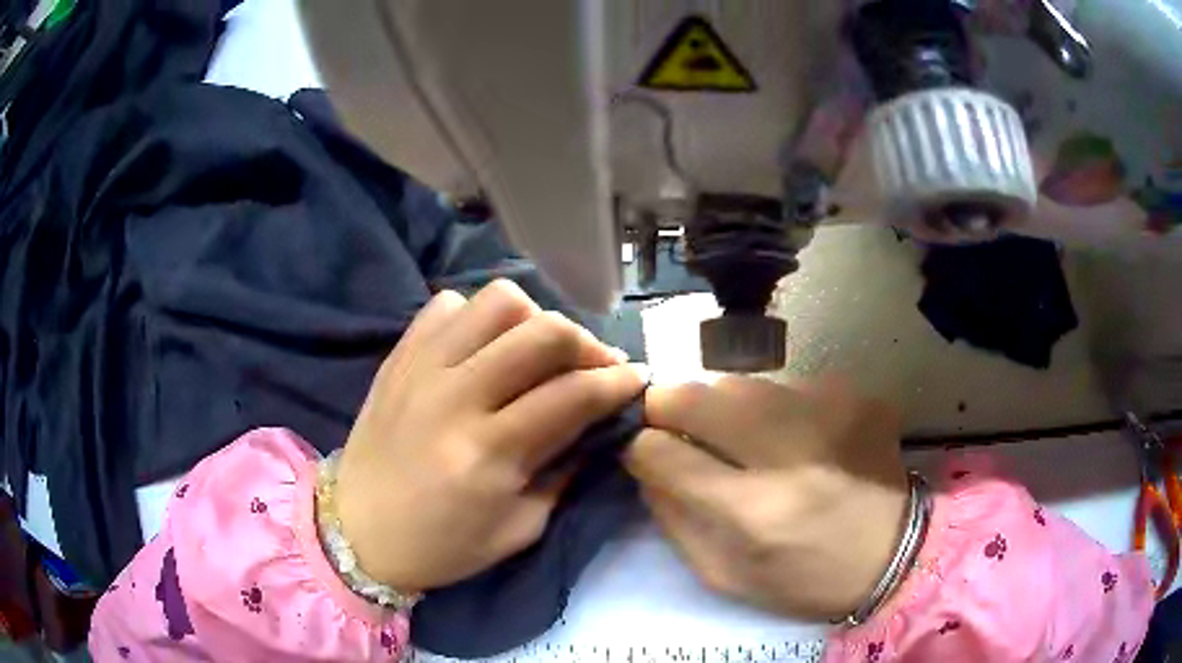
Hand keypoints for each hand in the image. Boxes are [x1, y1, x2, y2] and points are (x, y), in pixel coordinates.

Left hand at [337, 280, 645, 591]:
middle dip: (587, 344)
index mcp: (488, 453)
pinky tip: (484, 348)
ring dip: (534, 319)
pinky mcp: (399, 356)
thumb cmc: (441, 546)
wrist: (357, 531)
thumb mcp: (519, 529)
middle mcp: (455, 397)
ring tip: (537, 352)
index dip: (618, 381)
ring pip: (497, 301)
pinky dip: (478, 317)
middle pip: (543, 332)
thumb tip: (596, 424)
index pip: (573, 394)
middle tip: (595, 366)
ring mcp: (421, 368)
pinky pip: (447, 305)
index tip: (638, 379)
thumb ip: (563, 471)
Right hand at [625, 376, 907, 620]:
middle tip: (674, 424)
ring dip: (726, 408)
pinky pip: (790, 384)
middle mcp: (789, 453)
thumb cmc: (806, 580)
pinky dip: (778, 408)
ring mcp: (829, 413)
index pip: (662, 452)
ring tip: (744, 438)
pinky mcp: (856, 395)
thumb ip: (674, 520)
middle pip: (697, 395)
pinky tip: (799, 437)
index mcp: (753, 512)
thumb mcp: (725, 576)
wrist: (897, 555)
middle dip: (668, 405)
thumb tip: (646, 464)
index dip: (640, 446)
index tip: (643, 449)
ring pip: (742, 383)